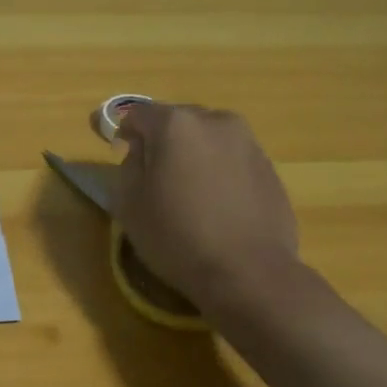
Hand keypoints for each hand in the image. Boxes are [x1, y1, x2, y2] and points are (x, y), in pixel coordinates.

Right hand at [112, 103, 299, 309]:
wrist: (248, 272)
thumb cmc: (176, 237)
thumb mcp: (129, 204)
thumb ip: (128, 165)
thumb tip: (141, 151)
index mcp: (176, 124)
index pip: (137, 114)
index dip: (122, 131)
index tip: (117, 151)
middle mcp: (216, 121)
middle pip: (177, 121)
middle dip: (161, 141)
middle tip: (152, 175)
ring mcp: (248, 143)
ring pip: (207, 140)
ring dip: (193, 155)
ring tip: (187, 191)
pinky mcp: (269, 168)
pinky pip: (231, 160)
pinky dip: (218, 172)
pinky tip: (215, 205)